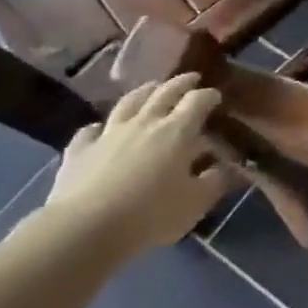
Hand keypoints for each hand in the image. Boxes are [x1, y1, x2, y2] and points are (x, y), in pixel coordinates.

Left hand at [45, 75, 232, 255]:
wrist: (86, 229)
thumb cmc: (150, 215)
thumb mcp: (195, 203)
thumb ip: (215, 182)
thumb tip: (227, 168)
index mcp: (177, 131)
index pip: (198, 101)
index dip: (209, 95)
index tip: (216, 96)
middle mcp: (145, 122)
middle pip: (165, 92)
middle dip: (181, 83)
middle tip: (191, 78)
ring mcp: (109, 133)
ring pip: (129, 102)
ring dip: (144, 92)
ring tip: (152, 88)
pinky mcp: (80, 150)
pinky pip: (89, 131)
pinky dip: (98, 127)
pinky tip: (99, 129)